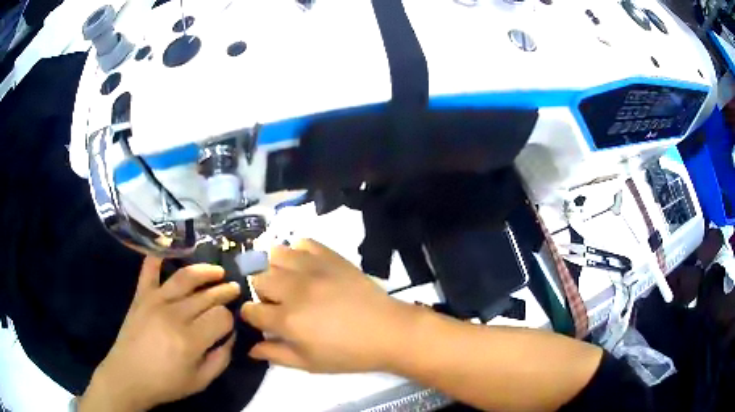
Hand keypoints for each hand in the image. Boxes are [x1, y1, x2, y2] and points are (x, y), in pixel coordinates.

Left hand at [79, 257, 240, 411]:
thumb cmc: (166, 383)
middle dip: (224, 291)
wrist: (128, 376)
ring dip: (205, 271)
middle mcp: (174, 314)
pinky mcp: (141, 295)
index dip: (230, 319)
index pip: (221, 317)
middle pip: (206, 295)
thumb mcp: (201, 381)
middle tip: (234, 289)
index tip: (229, 325)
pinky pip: (149, 268)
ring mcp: (155, 300)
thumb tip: (230, 335)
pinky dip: (159, 255)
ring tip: (218, 271)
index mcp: (190, 340)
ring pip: (185, 277)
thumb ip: (221, 358)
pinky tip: (171, 249)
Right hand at [240, 239, 417, 372]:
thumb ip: (275, 354)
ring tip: (285, 280)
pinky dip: (297, 251)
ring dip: (273, 267)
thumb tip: (250, 348)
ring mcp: (312, 269)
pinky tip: (304, 265)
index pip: (250, 310)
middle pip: (257, 279)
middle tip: (274, 301)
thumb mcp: (309, 363)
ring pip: (274, 254)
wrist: (388, 331)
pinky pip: (303, 242)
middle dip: (260, 291)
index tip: (258, 318)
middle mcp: (293, 289)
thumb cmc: (348, 354)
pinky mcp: (330, 256)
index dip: (250, 315)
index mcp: (287, 320)